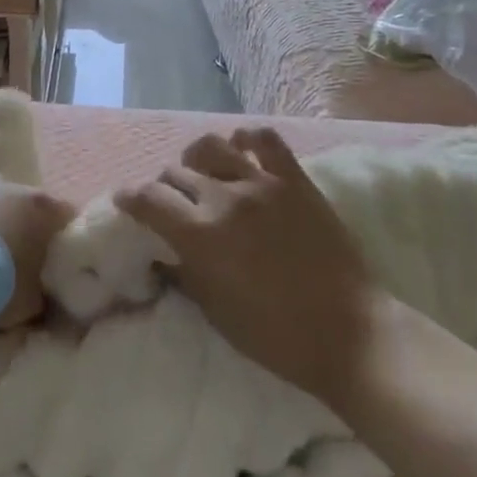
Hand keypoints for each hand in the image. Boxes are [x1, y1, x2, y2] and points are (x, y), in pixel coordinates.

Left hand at [0, 173, 74, 328]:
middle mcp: (10, 184)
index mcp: (41, 207)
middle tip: (5, 257)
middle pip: (19, 202)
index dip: (57, 236)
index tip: (50, 258)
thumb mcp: (31, 301)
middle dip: (15, 224)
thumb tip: (41, 292)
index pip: (63, 215)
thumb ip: (41, 289)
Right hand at [114, 128, 381, 409]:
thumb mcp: (215, 312)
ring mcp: (262, 185)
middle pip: (175, 173)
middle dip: (164, 187)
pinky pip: (265, 140)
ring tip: (202, 173)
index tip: (126, 201)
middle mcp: (224, 200)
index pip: (147, 199)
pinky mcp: (295, 181)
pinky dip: (245, 140)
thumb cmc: (276, 336)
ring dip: (196, 159)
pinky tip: (241, 150)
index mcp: (199, 235)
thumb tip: (165, 253)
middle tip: (172, 204)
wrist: (350, 333)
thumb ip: (185, 273)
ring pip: (211, 147)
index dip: (129, 197)